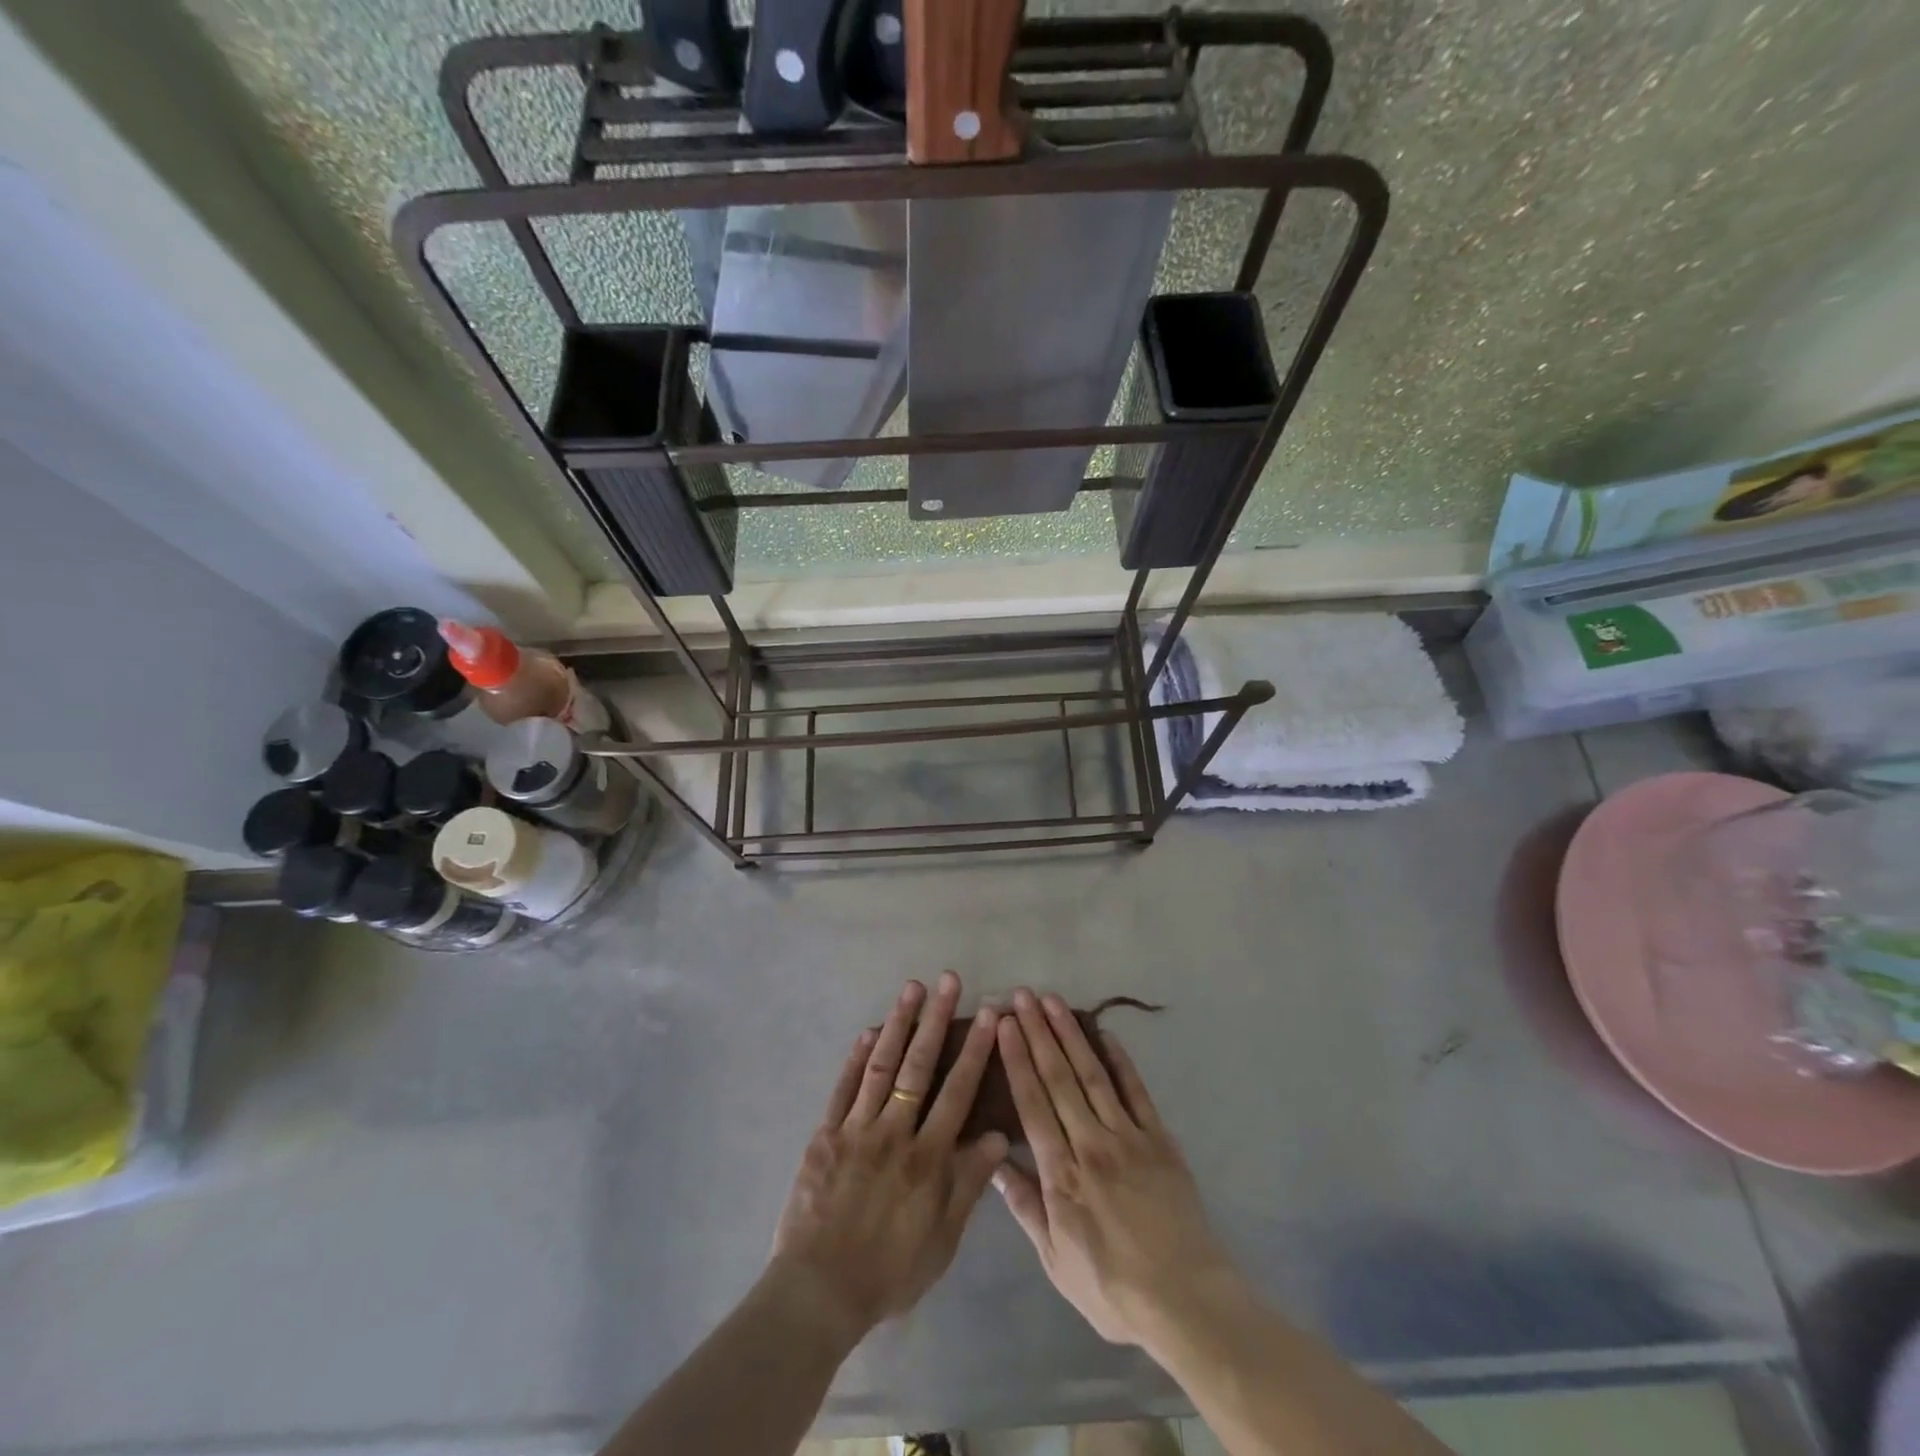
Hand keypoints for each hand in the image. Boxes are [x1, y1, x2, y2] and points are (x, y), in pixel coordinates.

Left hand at [771, 972, 1007, 1344]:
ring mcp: (857, 1129)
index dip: (975, 1050)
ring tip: (911, 988)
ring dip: (898, 1024)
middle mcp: (895, 1132)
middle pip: (919, 1066)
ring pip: (882, 1066)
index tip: (989, 1015)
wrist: (819, 1291)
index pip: (958, 1092)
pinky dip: (856, 1058)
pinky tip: (868, 1030)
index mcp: (927, 1158)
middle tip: (948, 979)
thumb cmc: (889, 1272)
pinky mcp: (826, 1134)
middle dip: (936, 1019)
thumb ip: (969, 1184)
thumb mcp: (942, 1239)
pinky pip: (843, 1089)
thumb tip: (999, 1135)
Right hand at [995, 989, 1240, 1346]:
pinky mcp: (1159, 1139)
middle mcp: (1091, 1143)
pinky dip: (1120, 1060)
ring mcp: (1128, 1136)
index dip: (1016, 1060)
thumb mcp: (1055, 1259)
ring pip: (1093, 1074)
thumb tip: (993, 1162)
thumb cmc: (1112, 1287)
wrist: (1187, 1301)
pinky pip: (1136, 1091)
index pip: (1032, 1103)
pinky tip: (1106, 1034)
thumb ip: (1025, 1205)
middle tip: (1023, 995)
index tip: (1005, 1024)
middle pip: (1059, 1077)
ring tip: (1053, 1001)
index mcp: (1062, 1173)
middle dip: (1038, 1032)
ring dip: (1071, 1034)